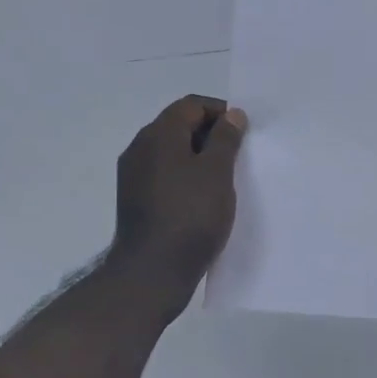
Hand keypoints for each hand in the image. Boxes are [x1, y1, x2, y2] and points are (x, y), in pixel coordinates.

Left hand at [109, 95, 247, 311]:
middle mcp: (140, 147)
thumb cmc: (190, 215)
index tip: (243, 132)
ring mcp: (133, 175)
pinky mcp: (134, 199)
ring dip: (198, 157)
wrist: (152, 272)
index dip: (220, 111)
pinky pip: (163, 174)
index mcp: (158, 134)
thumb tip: (232, 115)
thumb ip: (226, 138)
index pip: (191, 105)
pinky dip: (185, 176)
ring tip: (224, 178)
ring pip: (171, 152)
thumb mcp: (217, 172)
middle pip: (178, 126)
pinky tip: (202, 198)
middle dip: (210, 134)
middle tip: (238, 154)